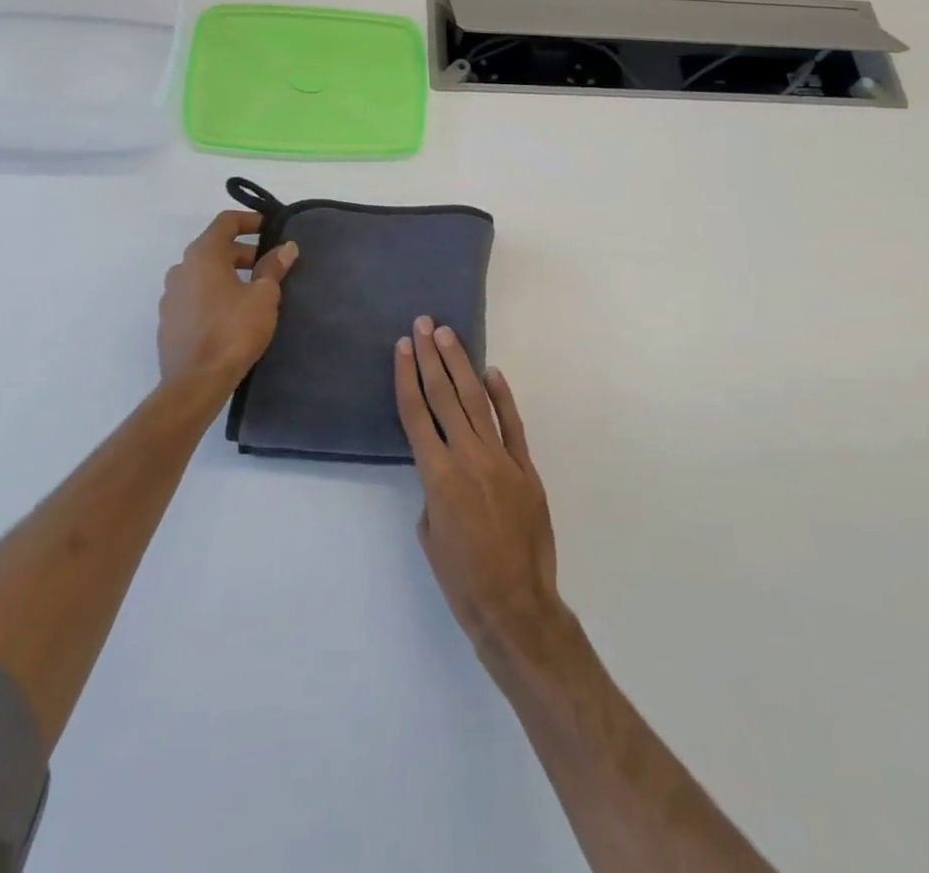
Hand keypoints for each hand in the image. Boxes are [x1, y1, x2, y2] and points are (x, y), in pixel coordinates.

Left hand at [158, 210, 297, 386]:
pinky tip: (233, 315)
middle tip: (270, 267)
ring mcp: (170, 296)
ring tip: (254, 292)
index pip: (226, 222)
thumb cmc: (233, 330)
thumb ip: (273, 267)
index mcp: (203, 255)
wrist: (196, 381)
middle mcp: (181, 268)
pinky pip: (195, 296)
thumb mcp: (263, 296)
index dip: (251, 220)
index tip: (272, 229)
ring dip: (228, 274)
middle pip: (215, 248)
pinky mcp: (169, 321)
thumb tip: (286, 247)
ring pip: (204, 273)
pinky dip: (214, 295)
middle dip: (244, 252)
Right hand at [395, 317, 567, 670]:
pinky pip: (512, 425)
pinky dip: (502, 397)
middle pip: (445, 396)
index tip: (402, 346)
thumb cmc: (461, 578)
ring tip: (447, 336)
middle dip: (431, 357)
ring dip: (461, 365)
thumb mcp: (430, 533)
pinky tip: (492, 373)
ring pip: (477, 401)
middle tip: (423, 324)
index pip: (416, 413)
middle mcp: (468, 456)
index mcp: (437, 475)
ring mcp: (501, 459)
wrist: (515, 605)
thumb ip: (433, 489)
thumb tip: (444, 466)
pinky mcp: (526, 468)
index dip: (407, 376)